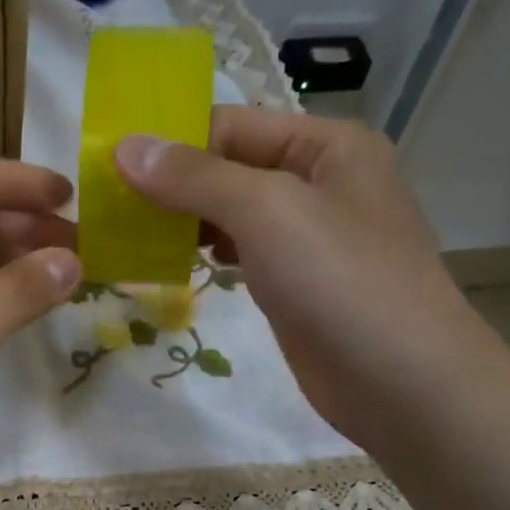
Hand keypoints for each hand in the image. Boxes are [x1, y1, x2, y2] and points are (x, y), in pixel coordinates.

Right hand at [116, 107, 493, 446]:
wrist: (400, 383)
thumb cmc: (341, 282)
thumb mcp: (267, 212)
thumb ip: (196, 178)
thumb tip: (126, 148)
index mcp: (327, 146)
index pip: (232, 126)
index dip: (171, 141)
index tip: (109, 166)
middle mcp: (320, 183)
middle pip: (230, 168)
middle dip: (172, 184)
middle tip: (108, 206)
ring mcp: (310, 239)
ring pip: (233, 215)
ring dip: (184, 221)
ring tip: (127, 234)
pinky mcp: (297, 285)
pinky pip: (243, 255)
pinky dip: (206, 254)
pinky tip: (170, 263)